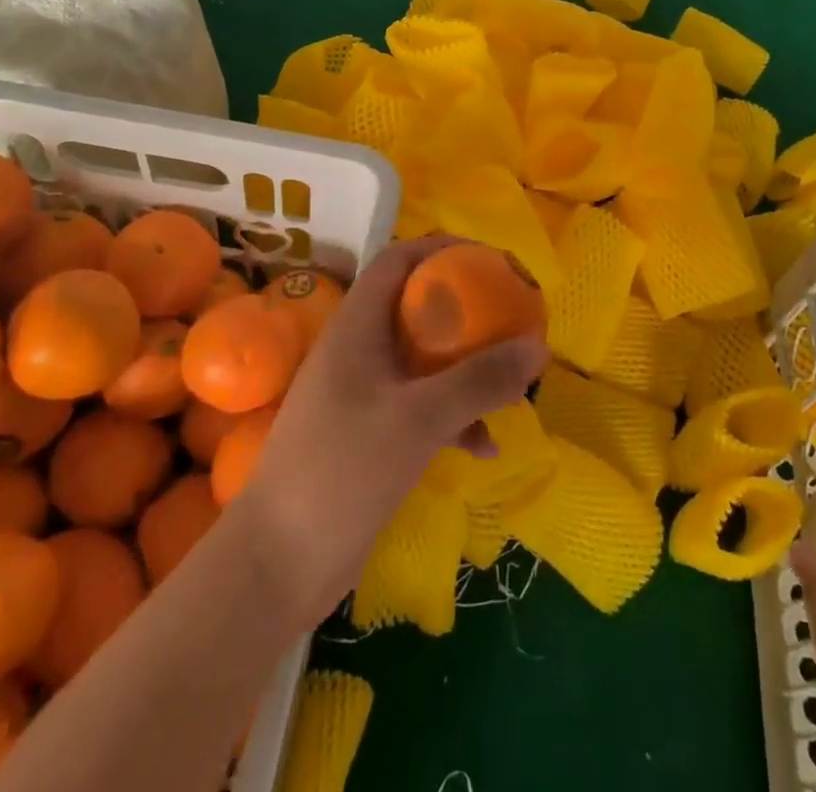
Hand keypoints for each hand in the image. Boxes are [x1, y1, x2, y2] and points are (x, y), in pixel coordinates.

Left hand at [236, 236, 548, 625]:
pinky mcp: (369, 436)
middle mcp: (358, 352)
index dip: (440, 249)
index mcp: (357, 328)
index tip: (488, 259)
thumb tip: (538, 347)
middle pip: (417, 309)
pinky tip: (484, 447)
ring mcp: (362, 395)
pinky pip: (421, 409)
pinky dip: (454, 417)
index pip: (396, 261)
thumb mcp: (419, 419)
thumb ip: (480, 380)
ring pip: (424, 362)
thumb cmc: (342, 471)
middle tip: (510, 319)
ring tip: (511, 385)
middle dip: (466, 312)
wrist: (277, 566)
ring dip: (466, 369)